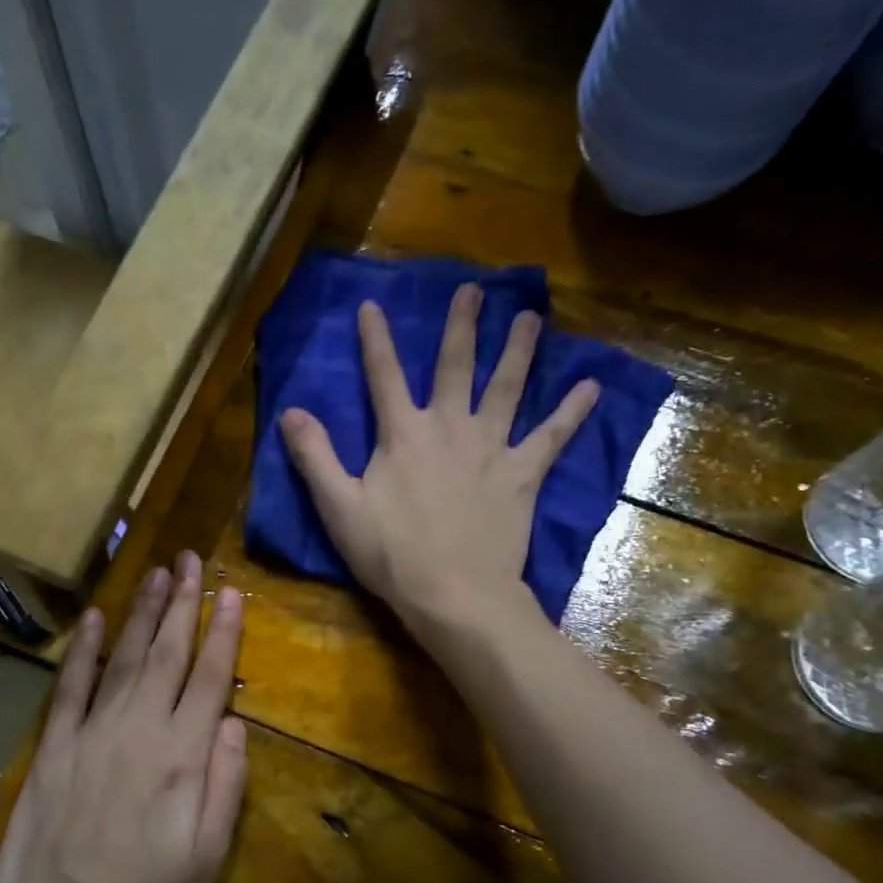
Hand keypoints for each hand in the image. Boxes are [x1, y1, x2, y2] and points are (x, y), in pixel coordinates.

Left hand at [0, 552, 245, 882]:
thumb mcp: (206, 859)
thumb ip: (225, 785)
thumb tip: (233, 722)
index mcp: (181, 758)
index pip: (209, 679)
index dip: (222, 633)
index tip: (230, 592)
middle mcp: (138, 731)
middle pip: (166, 654)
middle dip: (181, 603)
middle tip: (190, 560)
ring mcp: (91, 734)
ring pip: (122, 659)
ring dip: (141, 613)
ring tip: (156, 573)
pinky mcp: (53, 748)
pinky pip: (70, 688)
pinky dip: (83, 650)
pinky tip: (94, 618)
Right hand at [280, 282, 597, 635]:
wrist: (453, 592)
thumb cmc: (390, 554)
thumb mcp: (338, 507)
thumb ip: (315, 457)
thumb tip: (290, 411)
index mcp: (403, 434)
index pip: (384, 376)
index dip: (375, 340)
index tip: (371, 304)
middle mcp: (450, 428)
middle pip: (456, 367)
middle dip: (462, 326)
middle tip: (475, 290)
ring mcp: (491, 448)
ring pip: (507, 388)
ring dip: (519, 351)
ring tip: (532, 318)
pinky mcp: (522, 474)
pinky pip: (551, 436)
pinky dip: (572, 412)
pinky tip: (591, 387)